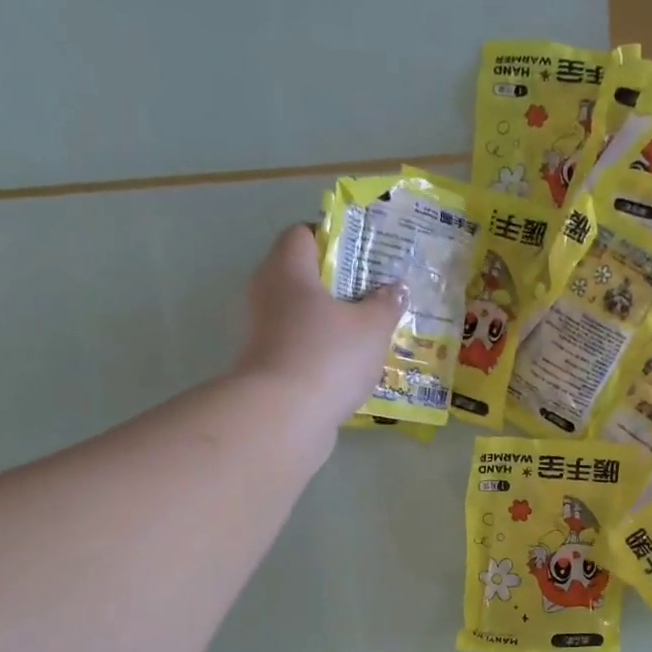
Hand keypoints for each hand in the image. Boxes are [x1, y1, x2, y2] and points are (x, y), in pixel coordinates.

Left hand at [233, 224, 404, 425]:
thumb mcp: (372, 328)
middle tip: (372, 298)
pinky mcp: (260, 364)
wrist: (281, 417)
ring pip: (297, 314)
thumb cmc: (328, 357)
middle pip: (300, 275)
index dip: (333, 239)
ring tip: (364, 337)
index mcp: (287, 268)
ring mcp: (257, 330)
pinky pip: (294, 346)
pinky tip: (345, 369)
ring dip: (327, 322)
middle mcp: (264, 291)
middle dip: (336, 285)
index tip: (363, 259)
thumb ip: (386, 303)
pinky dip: (317, 352)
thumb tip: (394, 288)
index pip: (303, 233)